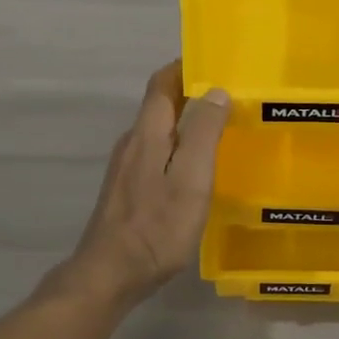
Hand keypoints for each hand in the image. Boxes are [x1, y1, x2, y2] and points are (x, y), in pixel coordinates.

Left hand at [61, 61, 230, 306]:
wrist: (109, 275)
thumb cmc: (157, 226)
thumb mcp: (191, 178)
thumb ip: (203, 132)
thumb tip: (216, 91)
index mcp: (148, 133)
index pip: (162, 83)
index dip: (184, 68)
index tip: (214, 63)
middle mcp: (133, 143)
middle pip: (160, 106)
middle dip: (191, 94)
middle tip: (229, 97)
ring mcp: (126, 168)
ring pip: (159, 131)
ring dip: (186, 122)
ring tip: (219, 129)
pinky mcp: (127, 191)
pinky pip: (156, 154)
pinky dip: (178, 147)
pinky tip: (195, 168)